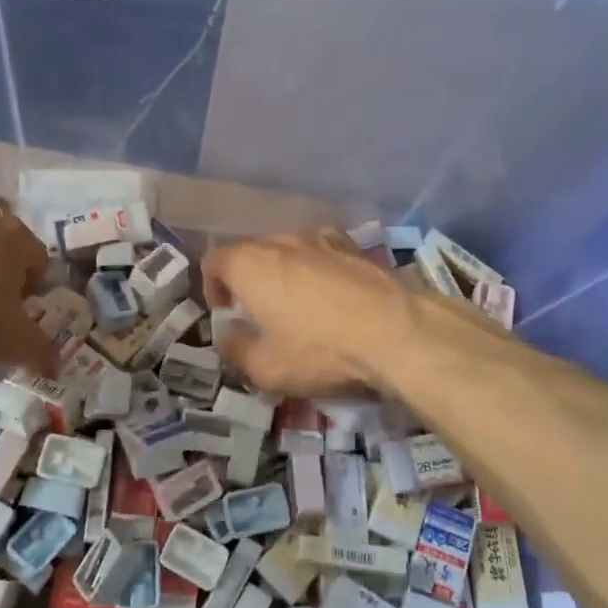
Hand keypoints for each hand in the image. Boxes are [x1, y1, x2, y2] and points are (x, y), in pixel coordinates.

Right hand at [201, 228, 424, 396]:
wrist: (396, 332)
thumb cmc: (319, 350)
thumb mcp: (265, 368)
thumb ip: (235, 350)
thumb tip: (227, 337)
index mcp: (249, 264)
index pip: (214, 260)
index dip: (212, 286)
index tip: (225, 313)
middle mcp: (281, 242)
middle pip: (250, 250)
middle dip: (246, 278)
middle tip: (256, 312)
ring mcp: (321, 240)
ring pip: (289, 249)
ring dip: (283, 271)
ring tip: (296, 303)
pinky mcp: (355, 248)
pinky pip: (323, 253)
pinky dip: (318, 268)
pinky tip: (333, 295)